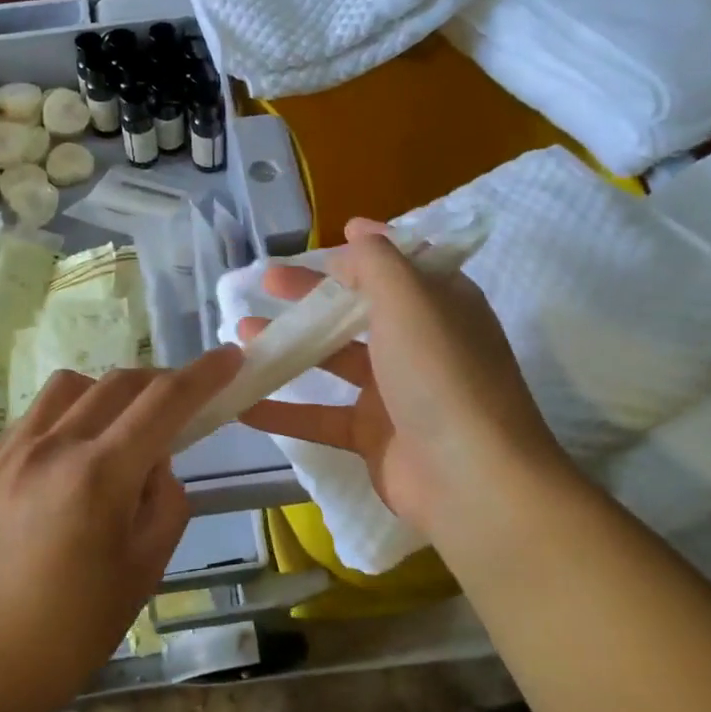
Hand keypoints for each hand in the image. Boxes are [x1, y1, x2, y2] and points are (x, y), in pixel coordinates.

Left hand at [0, 349, 242, 711]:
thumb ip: (164, 503)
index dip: (203, 374)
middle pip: (118, 383)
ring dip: (109, 393)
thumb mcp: (143, 572)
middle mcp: (52, 447)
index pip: (163, 401)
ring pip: (70, 388)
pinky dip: (68, 416)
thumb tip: (156, 462)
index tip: (229, 358)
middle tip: (181, 404)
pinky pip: (34, 417)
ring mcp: (9, 452)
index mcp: (99, 475)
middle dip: (160, 382)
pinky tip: (70, 458)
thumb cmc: (70, 635)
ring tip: (119, 430)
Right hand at [238, 219, 574, 536]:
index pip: (399, 266)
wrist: (470, 479)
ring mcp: (395, 393)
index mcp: (439, 305)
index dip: (365, 251)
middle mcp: (419, 343)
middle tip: (266, 282)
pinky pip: (320, 416)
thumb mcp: (410, 298)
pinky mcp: (373, 436)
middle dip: (310, 294)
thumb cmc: (439, 372)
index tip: (327, 239)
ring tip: (241, 334)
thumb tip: (357, 233)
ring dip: (289, 346)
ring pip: (332, 361)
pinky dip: (282, 410)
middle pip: (356, 309)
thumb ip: (376, 261)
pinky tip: (241, 402)